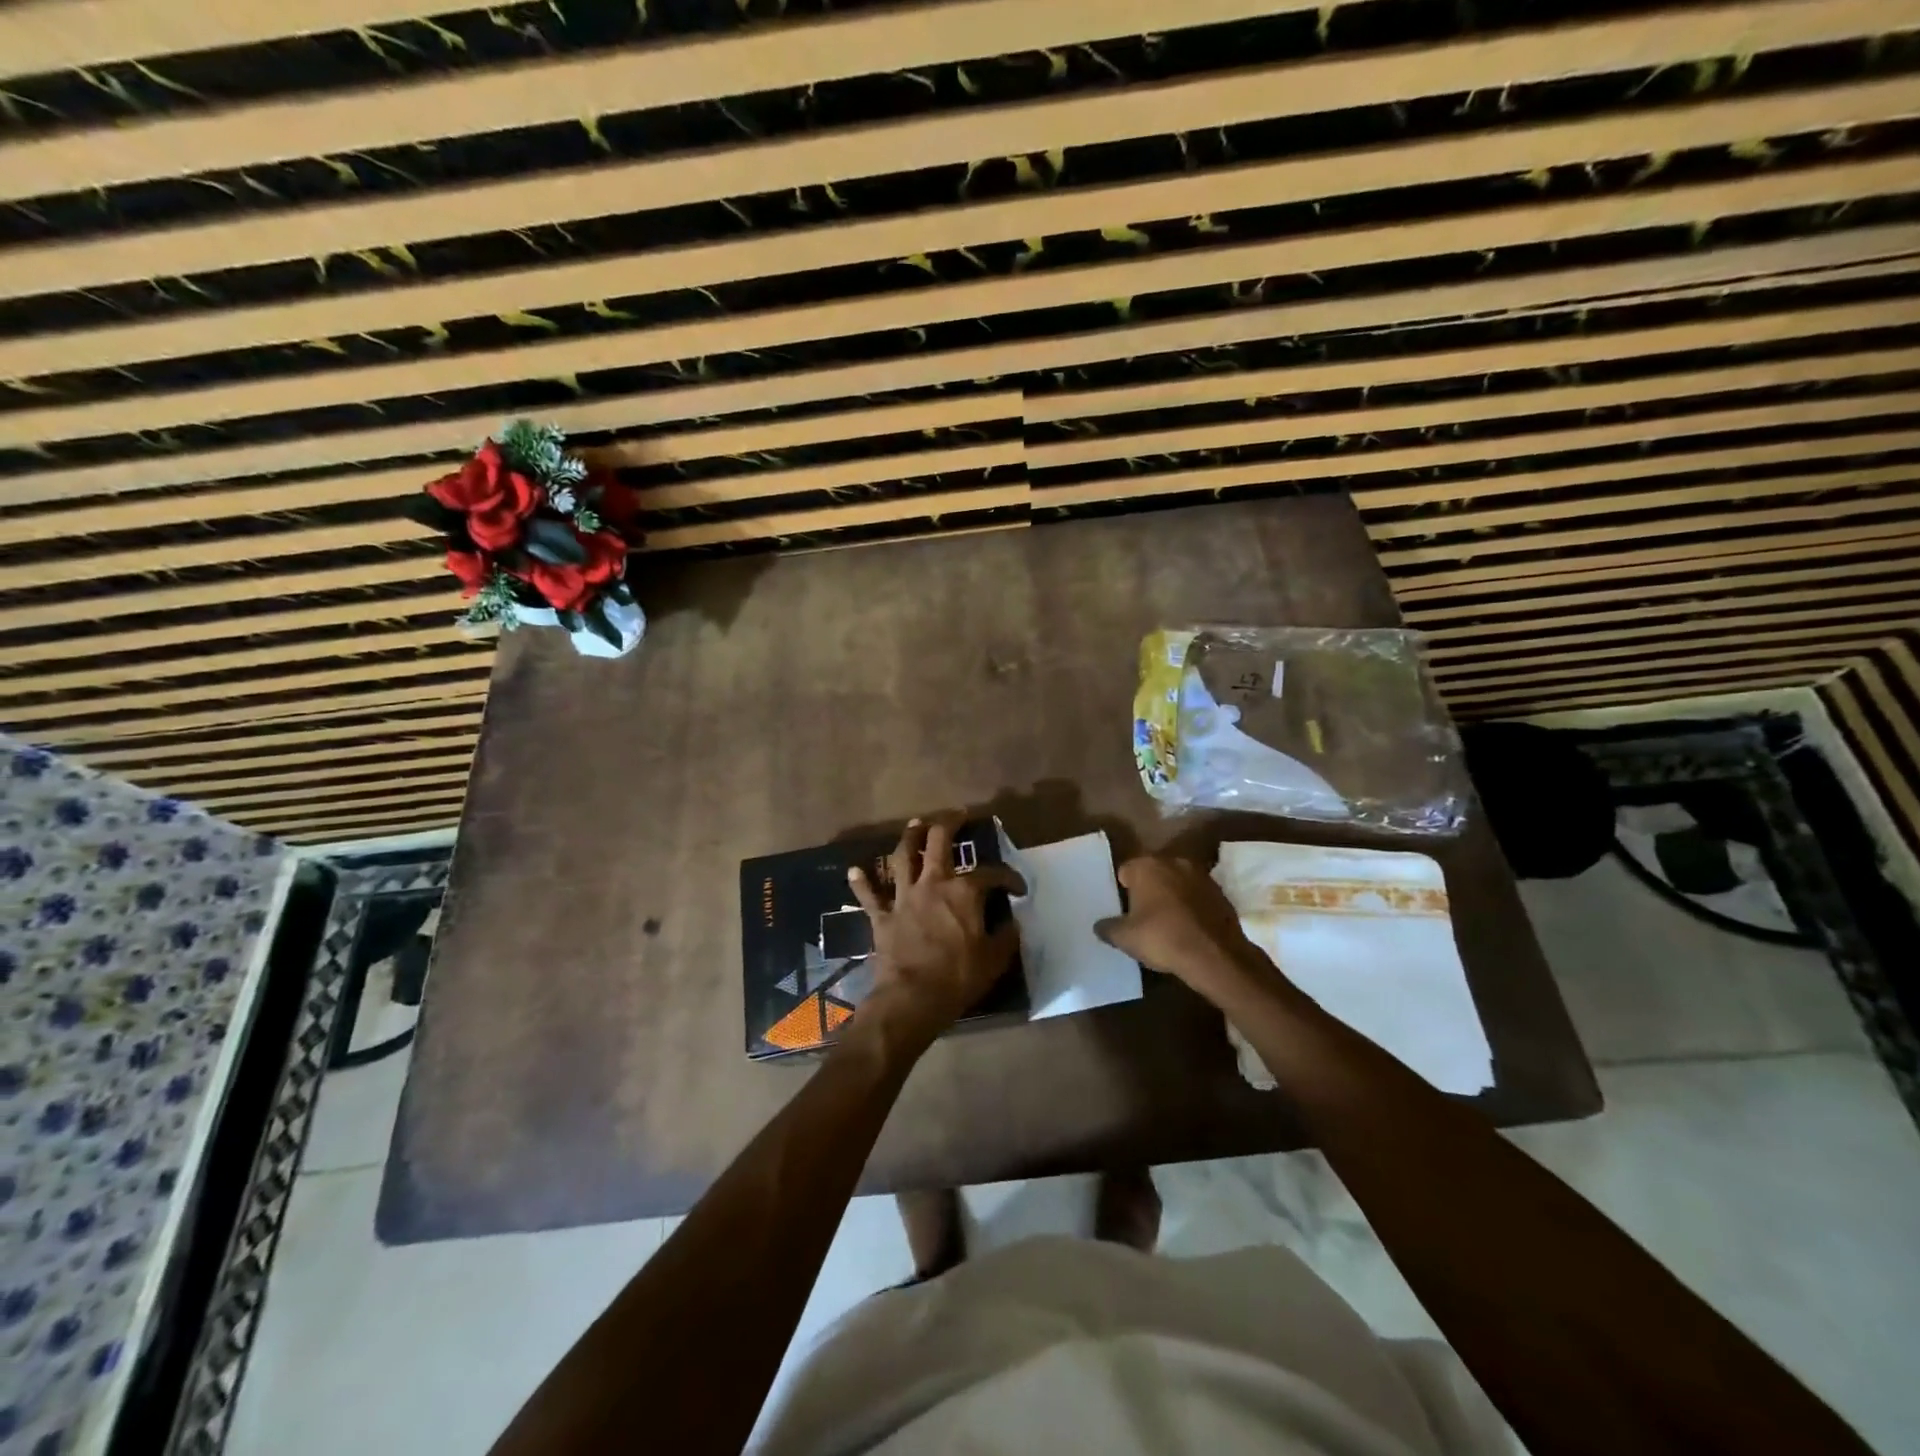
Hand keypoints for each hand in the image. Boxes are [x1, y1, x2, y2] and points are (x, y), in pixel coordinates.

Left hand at [847, 817, 1024, 1053]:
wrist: (912, 998)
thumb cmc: (958, 977)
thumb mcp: (995, 959)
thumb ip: (1006, 936)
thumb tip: (1013, 922)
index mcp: (964, 892)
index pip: (992, 874)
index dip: (1009, 878)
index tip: (1017, 889)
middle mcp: (932, 883)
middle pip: (938, 842)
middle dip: (948, 823)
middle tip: (956, 815)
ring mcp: (904, 897)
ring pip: (902, 857)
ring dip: (908, 838)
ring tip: (914, 825)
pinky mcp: (882, 916)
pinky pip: (869, 895)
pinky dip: (861, 882)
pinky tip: (854, 869)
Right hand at [1094, 855, 1267, 1003]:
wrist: (1215, 955)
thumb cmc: (1163, 938)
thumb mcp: (1125, 938)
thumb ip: (1108, 928)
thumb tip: (1100, 925)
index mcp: (1146, 865)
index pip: (1125, 871)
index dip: (1122, 890)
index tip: (1123, 910)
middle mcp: (1174, 861)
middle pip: (1153, 872)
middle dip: (1148, 889)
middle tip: (1143, 915)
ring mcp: (1201, 874)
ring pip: (1177, 882)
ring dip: (1172, 895)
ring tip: (1168, 922)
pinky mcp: (1221, 891)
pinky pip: (1197, 895)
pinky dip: (1192, 905)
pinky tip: (1189, 927)